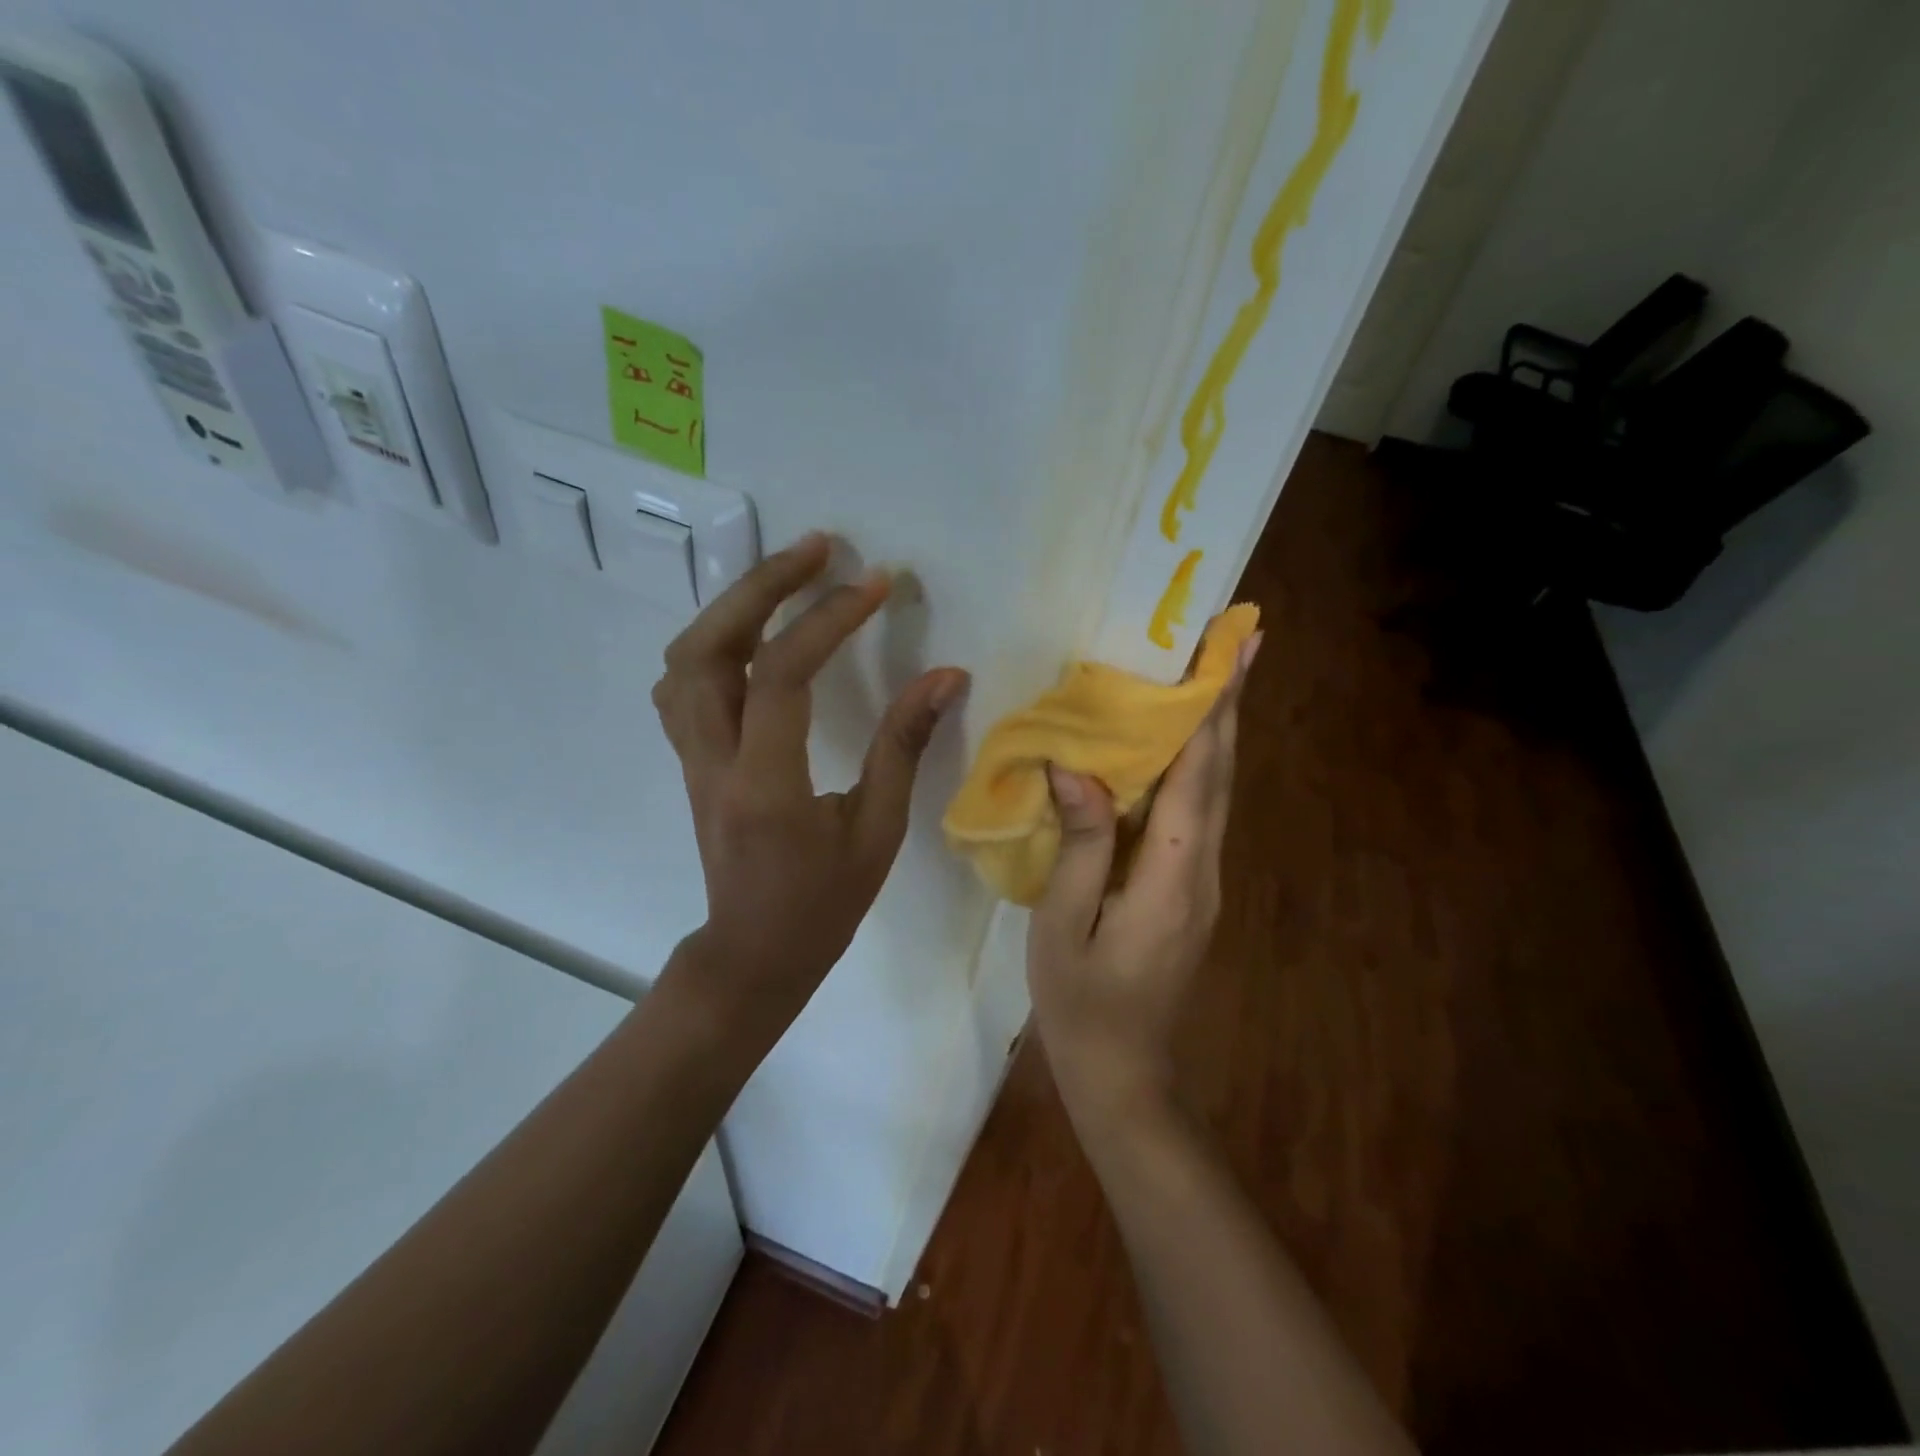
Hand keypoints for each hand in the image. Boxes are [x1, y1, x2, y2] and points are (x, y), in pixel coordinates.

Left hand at [653, 532, 969, 1033]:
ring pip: (684, 659)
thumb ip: (903, 747)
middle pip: (708, 647)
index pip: (782, 676)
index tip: (876, 584)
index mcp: (765, 784)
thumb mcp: (877, 831)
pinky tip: (751, 632)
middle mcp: (713, 760)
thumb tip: (945, 676)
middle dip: (762, 586)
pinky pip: (682, 684)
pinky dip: (713, 642)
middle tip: (818, 549)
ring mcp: (691, 758)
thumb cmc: (822, 903)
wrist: (753, 952)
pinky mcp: (690, 760)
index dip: (828, 620)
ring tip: (786, 577)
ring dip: (732, 606)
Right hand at [1027, 632, 1260, 1126]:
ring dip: (1218, 732)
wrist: (1123, 1075)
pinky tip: (1182, 748)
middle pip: (1220, 774)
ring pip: (1216, 793)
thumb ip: (1078, 845)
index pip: (1197, 777)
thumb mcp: (1062, 925)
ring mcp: (1203, 884)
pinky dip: (1198, 768)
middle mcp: (1202, 871)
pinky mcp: (1192, 892)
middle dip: (1230, 705)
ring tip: (1217, 675)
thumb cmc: (1081, 1003)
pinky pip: (1199, 815)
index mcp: (1170, 876)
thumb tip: (1075, 768)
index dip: (1212, 710)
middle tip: (1241, 640)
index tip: (1232, 652)